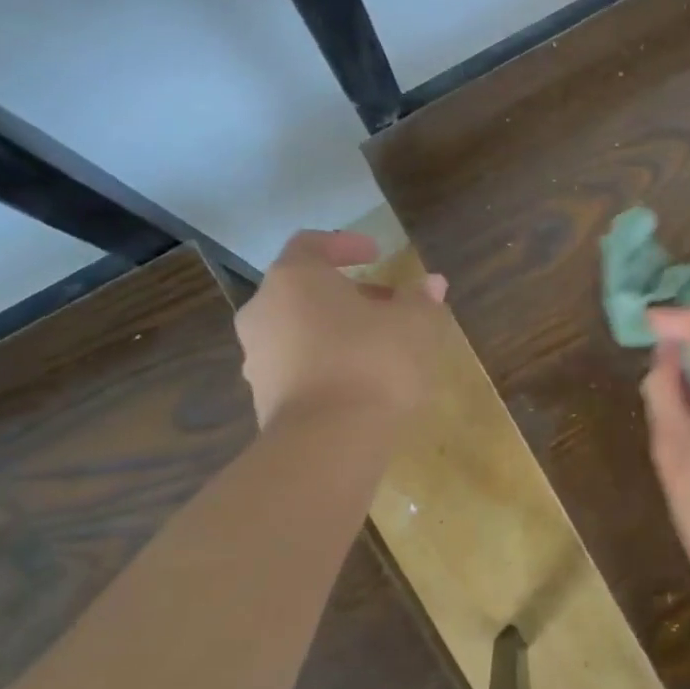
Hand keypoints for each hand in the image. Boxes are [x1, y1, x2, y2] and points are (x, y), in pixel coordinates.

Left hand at [234, 230, 448, 427]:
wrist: (328, 444)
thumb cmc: (372, 362)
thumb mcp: (414, 323)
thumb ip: (421, 299)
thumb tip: (432, 284)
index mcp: (294, 279)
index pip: (312, 244)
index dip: (346, 244)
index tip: (378, 254)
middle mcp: (264, 311)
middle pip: (305, 289)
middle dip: (348, 292)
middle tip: (388, 303)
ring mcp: (258, 358)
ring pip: (299, 329)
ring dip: (337, 329)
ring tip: (381, 344)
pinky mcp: (264, 399)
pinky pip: (298, 366)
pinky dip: (327, 362)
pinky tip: (362, 379)